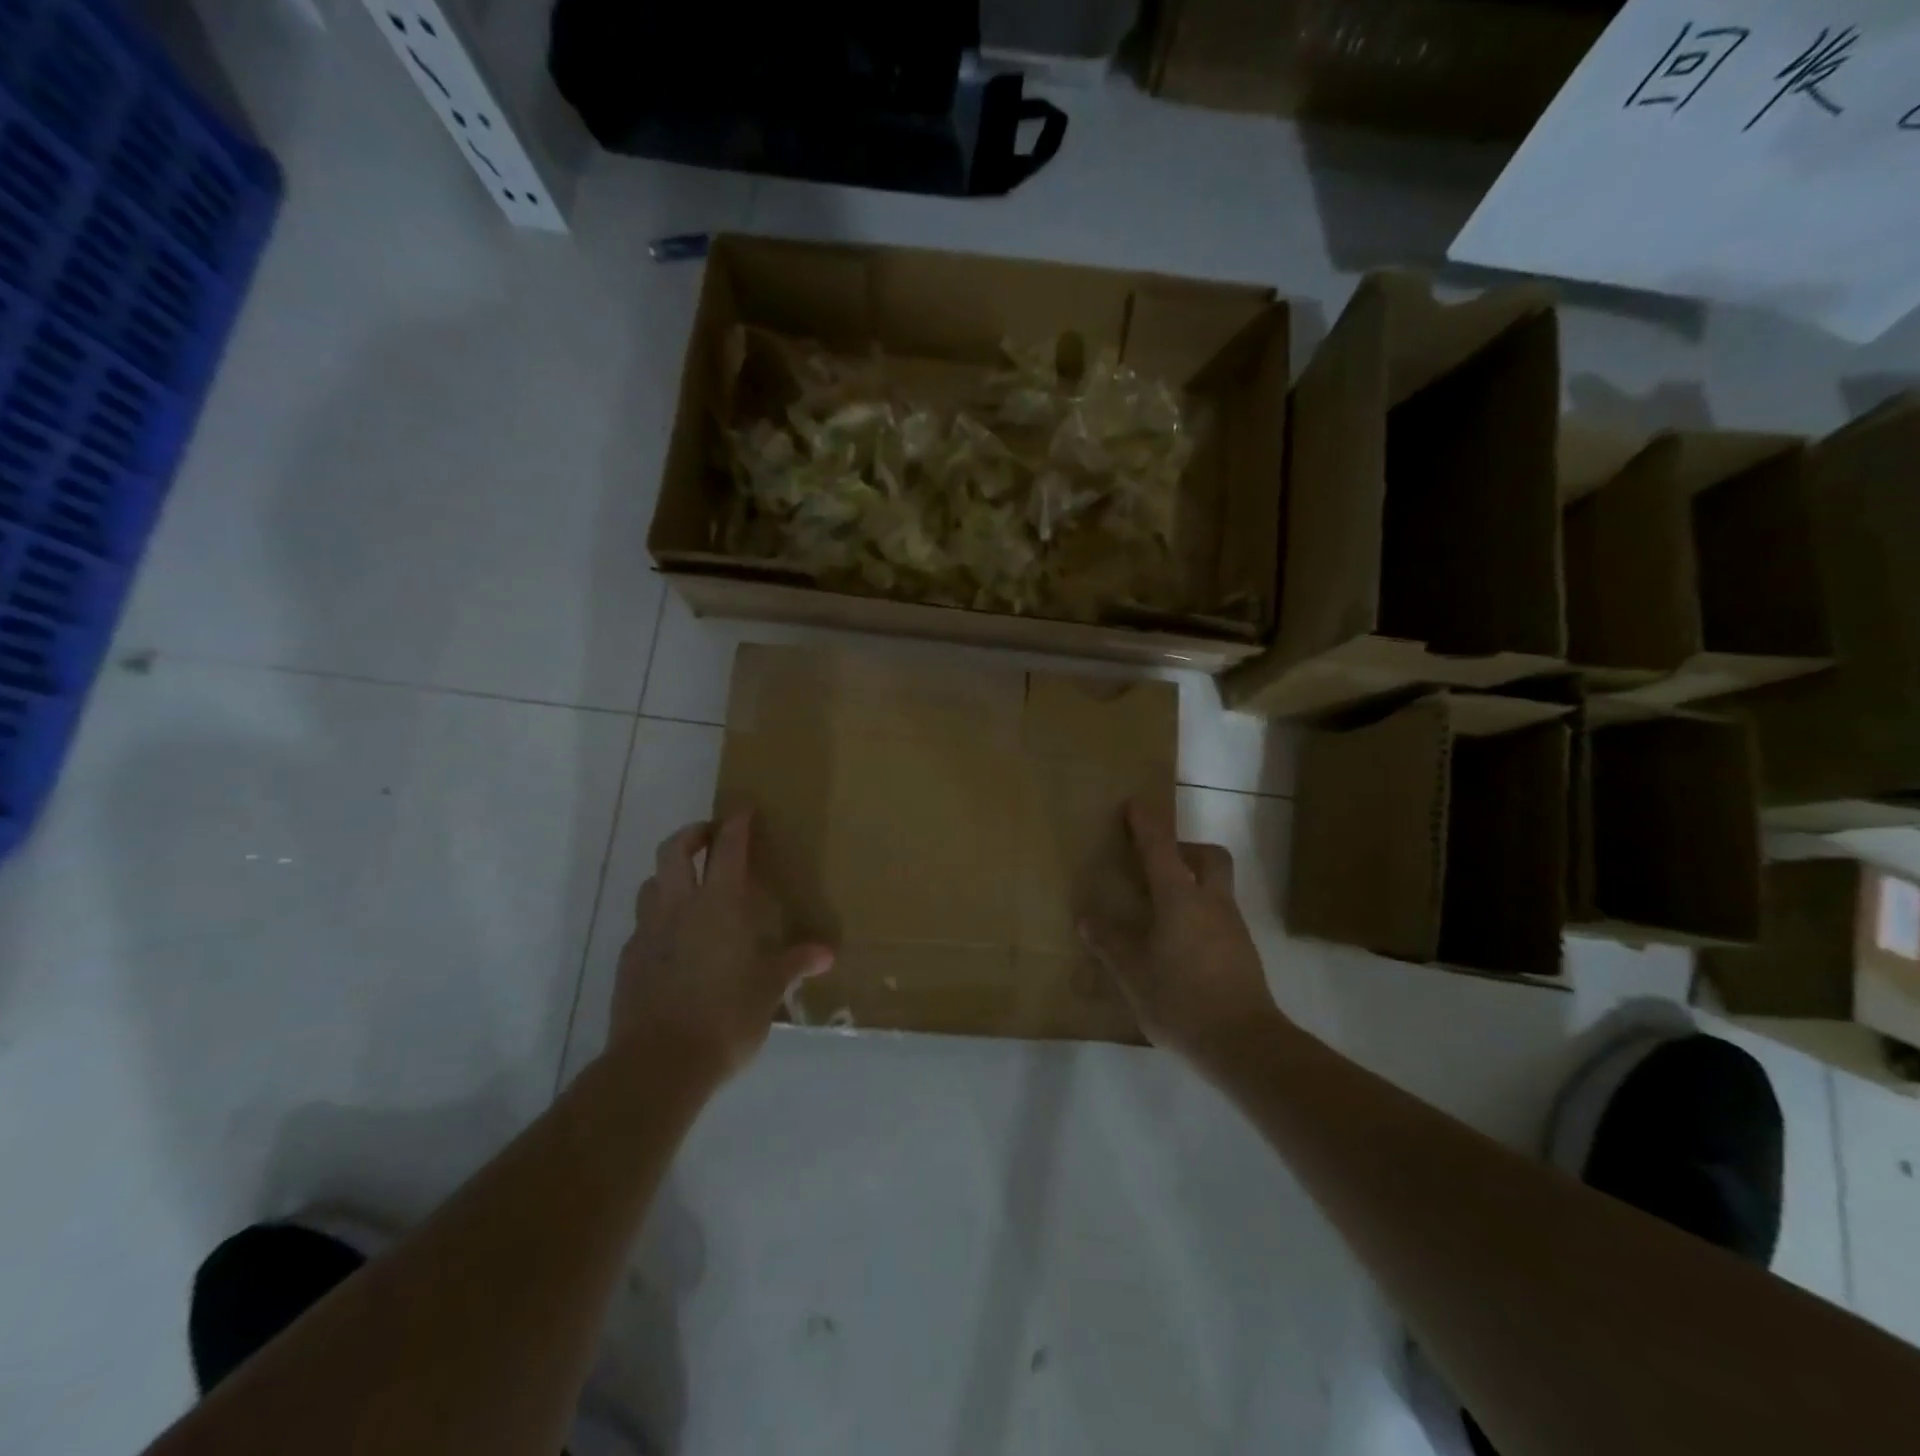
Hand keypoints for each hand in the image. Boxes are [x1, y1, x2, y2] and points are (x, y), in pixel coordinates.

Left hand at [609, 812, 832, 1079]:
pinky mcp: (628, 960)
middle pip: (674, 850)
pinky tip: (674, 941)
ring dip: (669, 874)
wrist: (658, 1065)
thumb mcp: (769, 990)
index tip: (743, 808)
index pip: (727, 849)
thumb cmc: (725, 1017)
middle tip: (710, 837)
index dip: (736, 824)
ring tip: (689, 886)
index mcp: (718, 906)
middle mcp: (678, 907)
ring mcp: (647, 932)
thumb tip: (826, 953)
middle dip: (693, 834)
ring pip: (651, 883)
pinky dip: (658, 917)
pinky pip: (642, 924)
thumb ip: (794, 964)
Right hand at [1081, 797, 1282, 1066]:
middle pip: (1208, 856)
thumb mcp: (1132, 973)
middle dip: (1185, 849)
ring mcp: (1232, 927)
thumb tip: (1087, 918)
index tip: (1134, 804)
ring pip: (1216, 886)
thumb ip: (1109, 943)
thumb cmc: (1181, 1000)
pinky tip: (1178, 944)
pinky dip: (1198, 914)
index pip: (1161, 848)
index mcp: (1180, 899)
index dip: (1146, 823)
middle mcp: (1211, 902)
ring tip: (1159, 910)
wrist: (1244, 1043)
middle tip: (1157, 865)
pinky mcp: (1242, 951)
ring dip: (1191, 883)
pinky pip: (1219, 915)